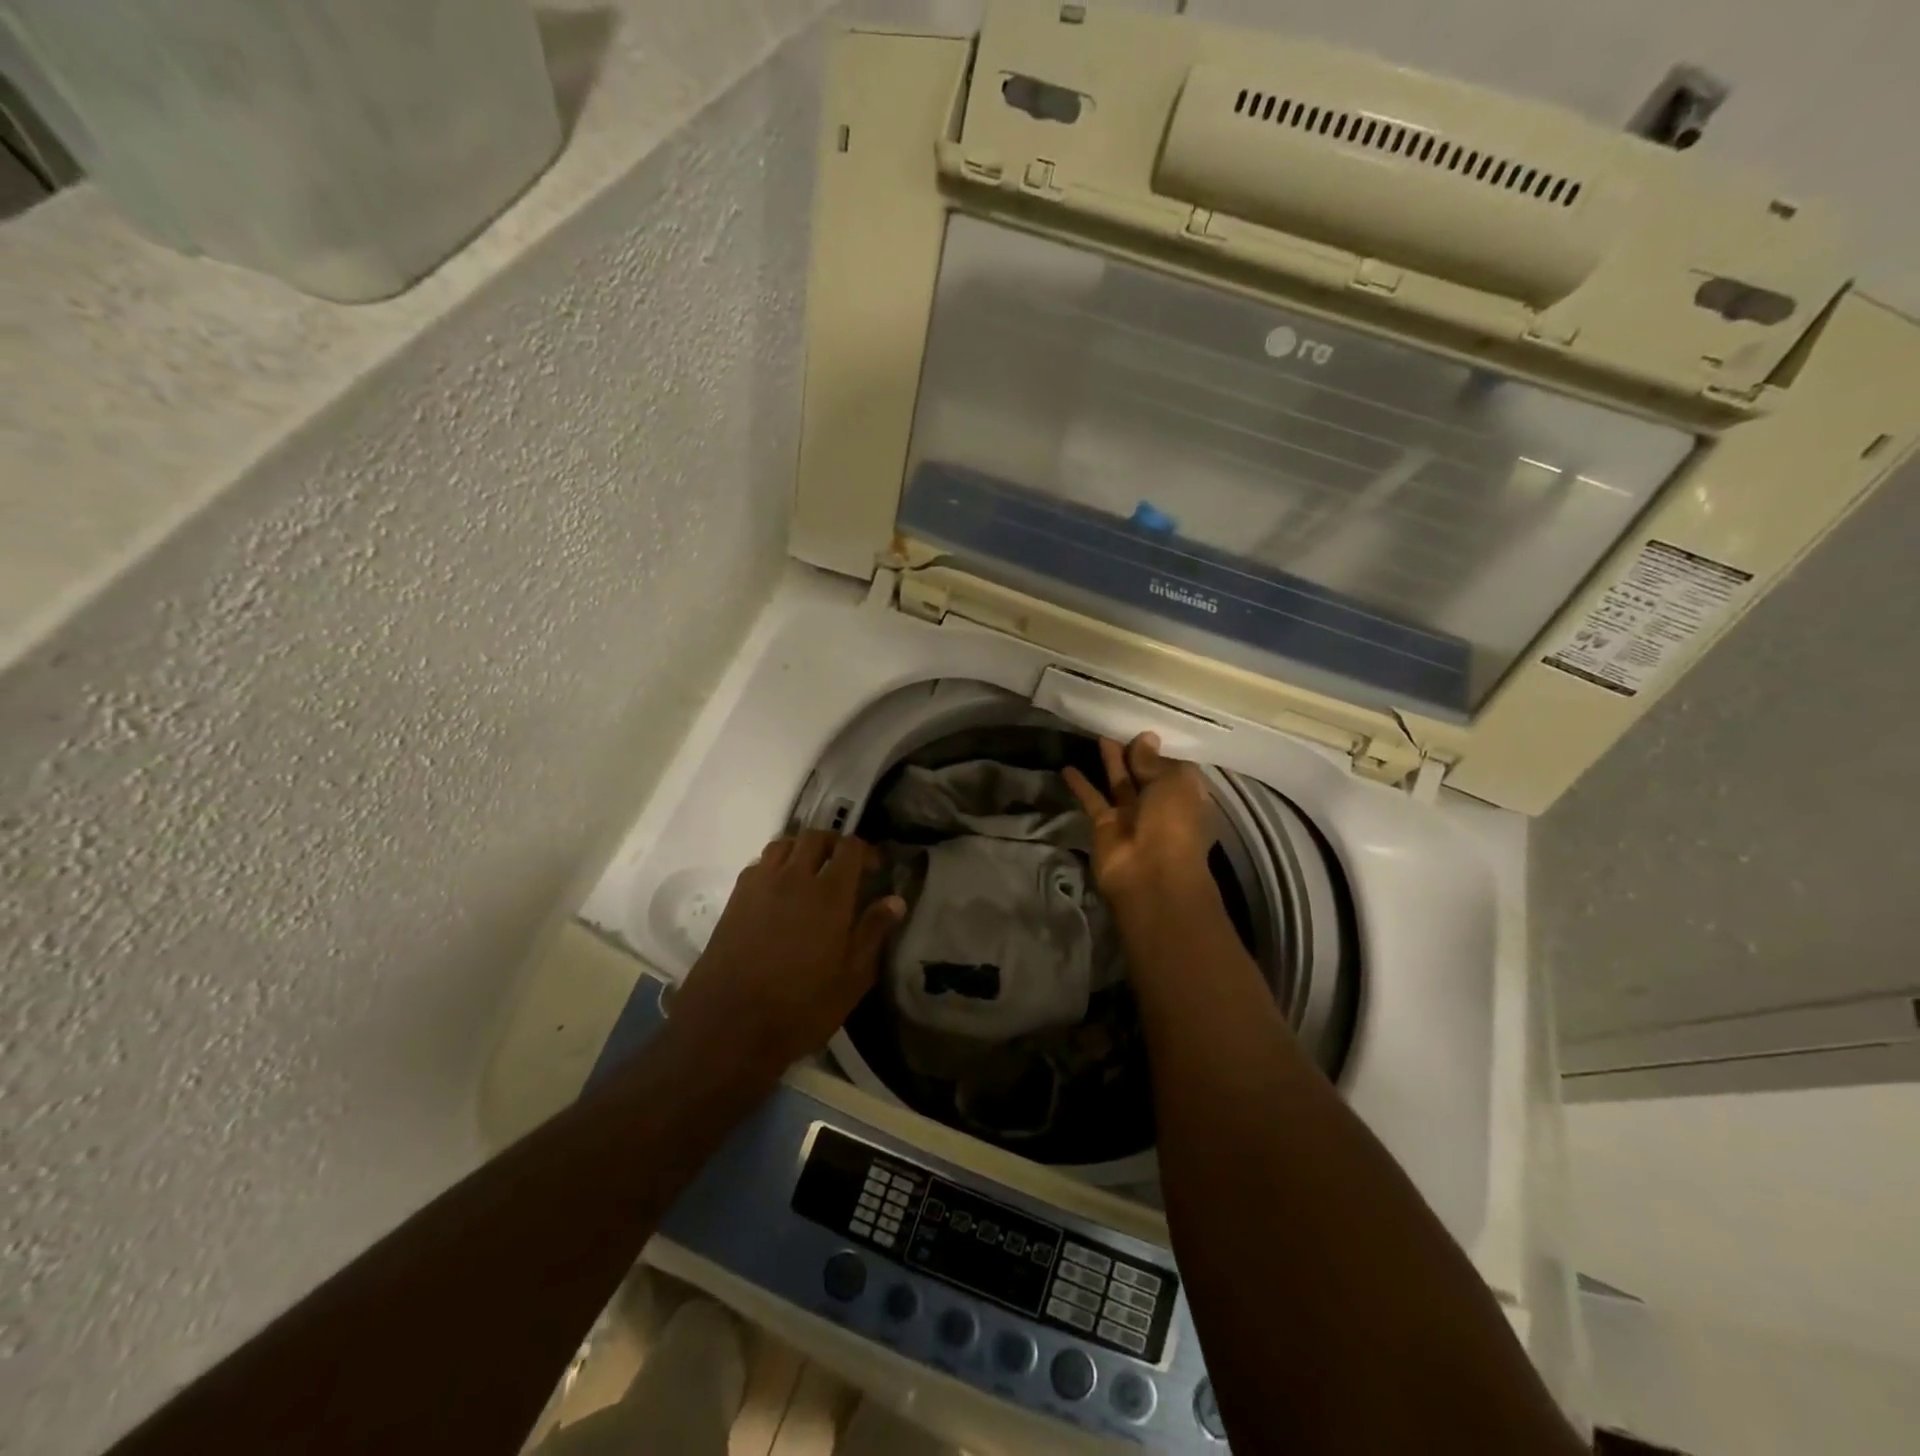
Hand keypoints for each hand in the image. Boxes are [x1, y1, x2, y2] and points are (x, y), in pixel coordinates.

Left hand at [666, 831, 903, 1082]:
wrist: (729, 1026)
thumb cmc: (801, 1006)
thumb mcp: (852, 977)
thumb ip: (873, 932)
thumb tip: (895, 900)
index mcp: (830, 893)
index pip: (850, 848)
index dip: (866, 851)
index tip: (875, 869)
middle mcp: (794, 878)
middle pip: (814, 837)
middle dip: (833, 843)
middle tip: (844, 866)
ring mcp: (760, 885)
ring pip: (783, 844)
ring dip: (802, 849)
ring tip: (810, 871)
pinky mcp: (735, 899)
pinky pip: (759, 864)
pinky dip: (774, 866)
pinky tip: (779, 891)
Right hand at [1063, 734, 1217, 920]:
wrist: (1150, 876)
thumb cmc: (1173, 823)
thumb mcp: (1171, 782)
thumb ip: (1152, 760)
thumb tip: (1146, 737)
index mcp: (1186, 795)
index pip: (1174, 767)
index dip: (1161, 749)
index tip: (1146, 728)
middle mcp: (1160, 805)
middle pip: (1145, 773)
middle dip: (1135, 753)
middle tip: (1119, 726)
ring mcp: (1131, 817)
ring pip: (1120, 783)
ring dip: (1110, 762)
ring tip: (1098, 735)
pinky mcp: (1105, 826)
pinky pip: (1093, 800)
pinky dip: (1081, 785)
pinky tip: (1067, 766)